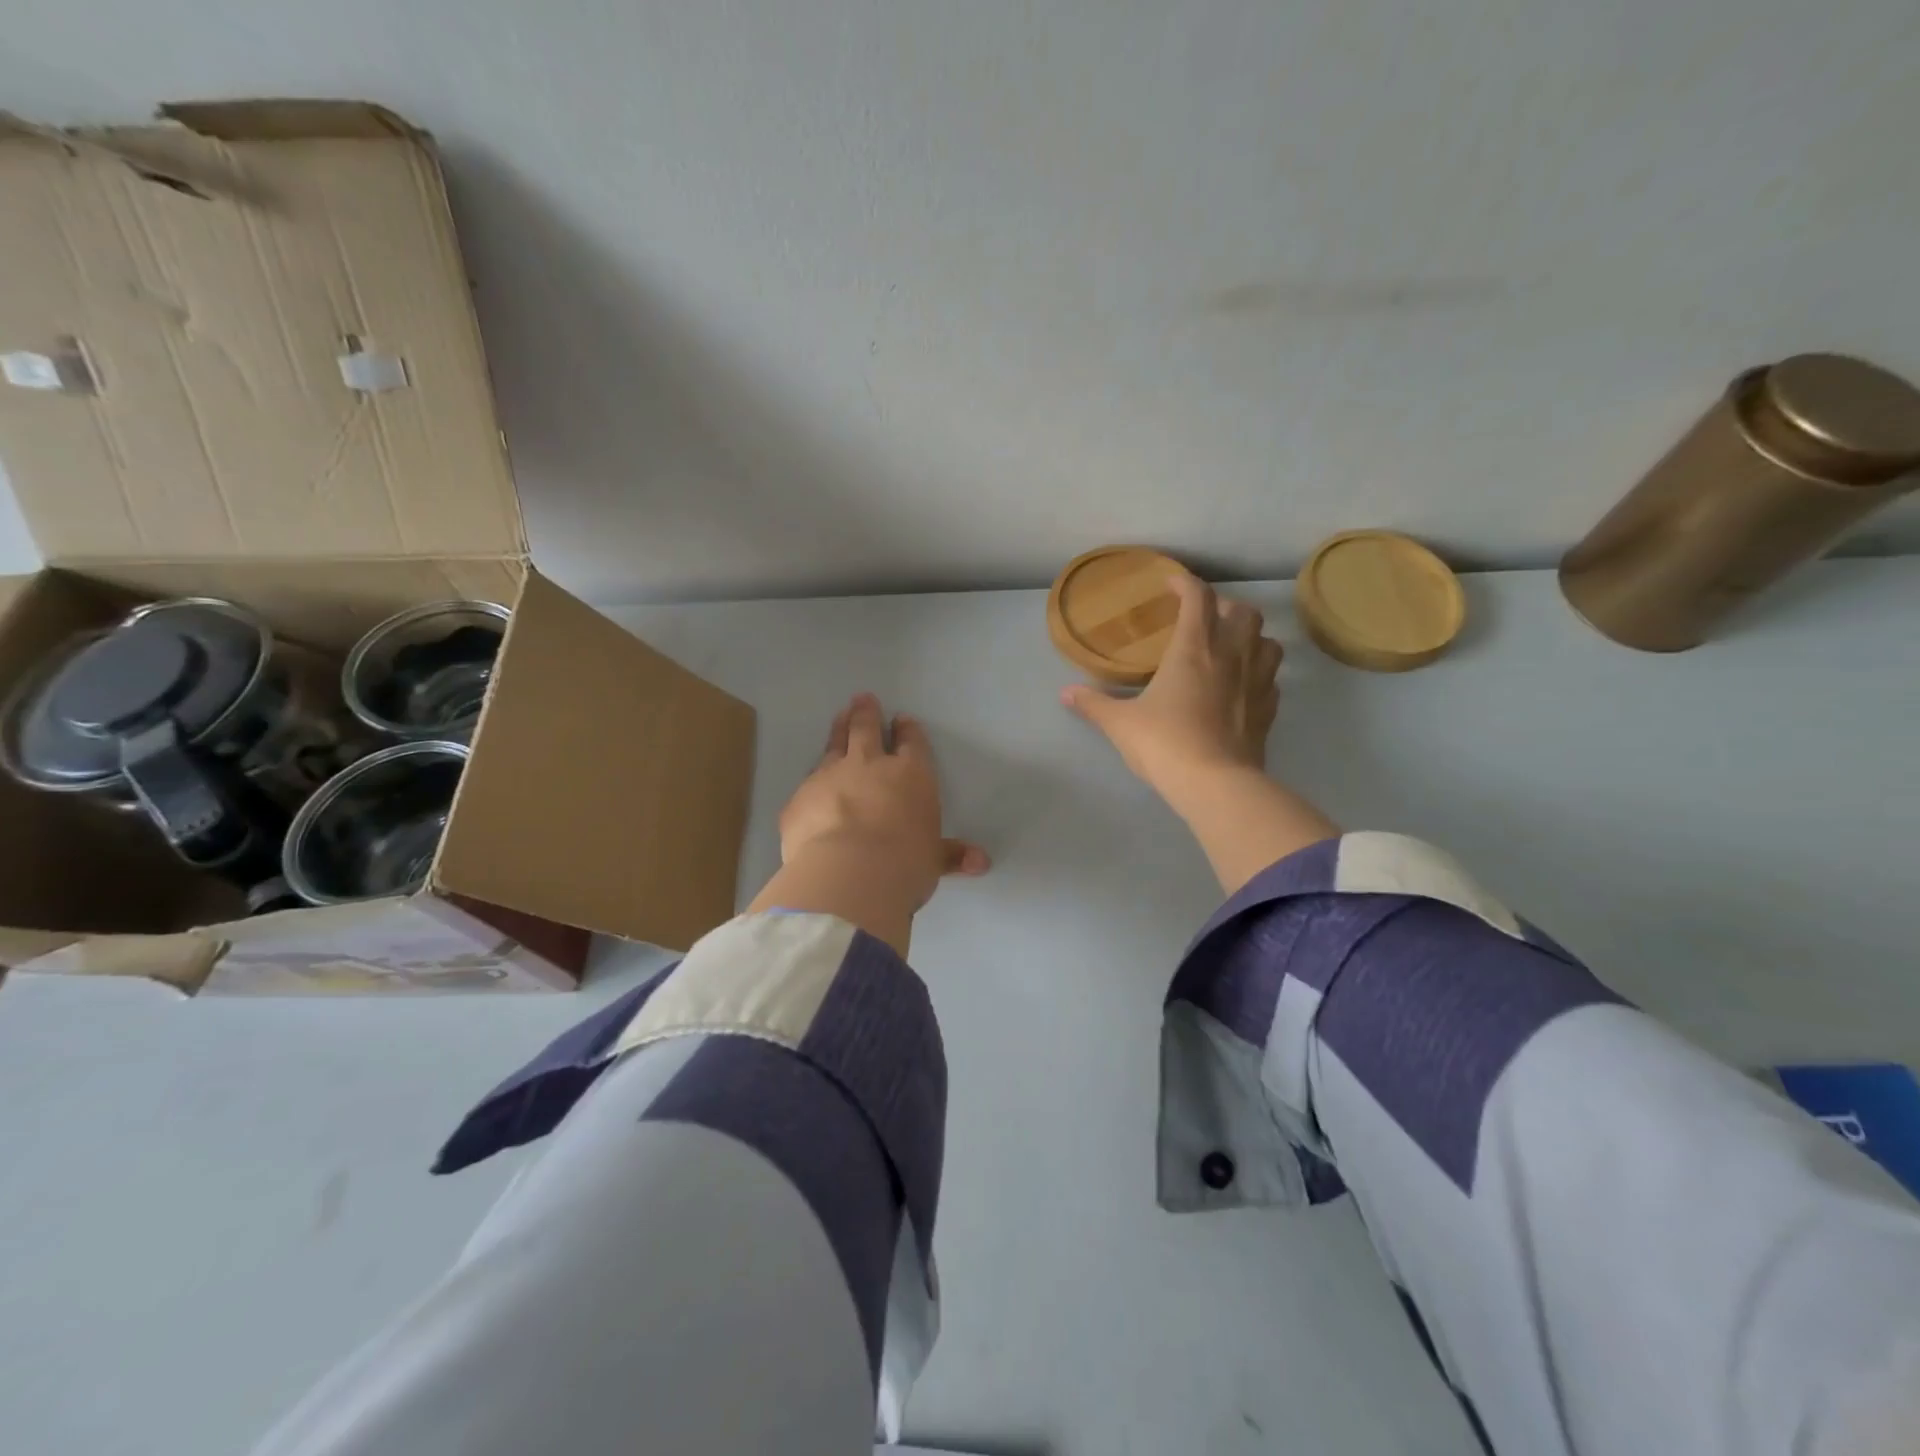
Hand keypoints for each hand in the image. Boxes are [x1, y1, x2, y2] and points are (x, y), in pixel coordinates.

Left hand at [750, 694, 988, 952]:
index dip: (908, 730)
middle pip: (866, 729)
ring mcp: (829, 777)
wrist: (847, 874)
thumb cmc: (905, 864)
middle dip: (866, 713)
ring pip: (834, 744)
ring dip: (838, 729)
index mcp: (910, 775)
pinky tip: (810, 783)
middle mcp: (869, 766)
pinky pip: (807, 783)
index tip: (903, 720)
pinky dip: (812, 779)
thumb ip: (951, 856)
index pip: (911, 743)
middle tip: (863, 699)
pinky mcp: (799, 800)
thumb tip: (981, 861)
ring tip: (840, 717)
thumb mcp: (933, 861)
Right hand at [1061, 573, 1282, 802]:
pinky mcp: (1268, 710)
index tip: (1170, 584)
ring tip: (1231, 648)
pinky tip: (1243, 686)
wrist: (1215, 784)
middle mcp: (1231, 656)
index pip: (1198, 597)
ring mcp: (1256, 682)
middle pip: (1244, 612)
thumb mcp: (1120, 723)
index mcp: (1193, 649)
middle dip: (1225, 607)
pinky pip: (1272, 679)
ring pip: (1268, 641)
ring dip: (1252, 637)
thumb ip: (1093, 704)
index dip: (1185, 583)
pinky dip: (1260, 674)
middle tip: (1204, 619)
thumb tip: (1065, 693)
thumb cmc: (1164, 743)